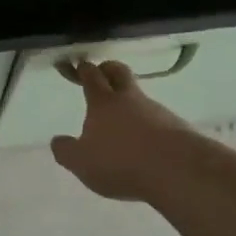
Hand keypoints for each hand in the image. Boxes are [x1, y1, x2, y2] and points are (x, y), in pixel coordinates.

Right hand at [50, 59, 200, 201]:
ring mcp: (157, 111)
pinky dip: (149, 127)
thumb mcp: (81, 162)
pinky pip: (158, 121)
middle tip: (102, 73)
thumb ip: (66, 151)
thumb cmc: (120, 161)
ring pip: (140, 98)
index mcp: (103, 102)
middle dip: (109, 69)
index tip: (80, 65)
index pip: (92, 76)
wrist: (177, 170)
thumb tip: (57, 141)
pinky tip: (146, 146)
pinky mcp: (177, 128)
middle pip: (120, 72)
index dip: (85, 69)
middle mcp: (130, 99)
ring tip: (124, 125)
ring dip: (131, 104)